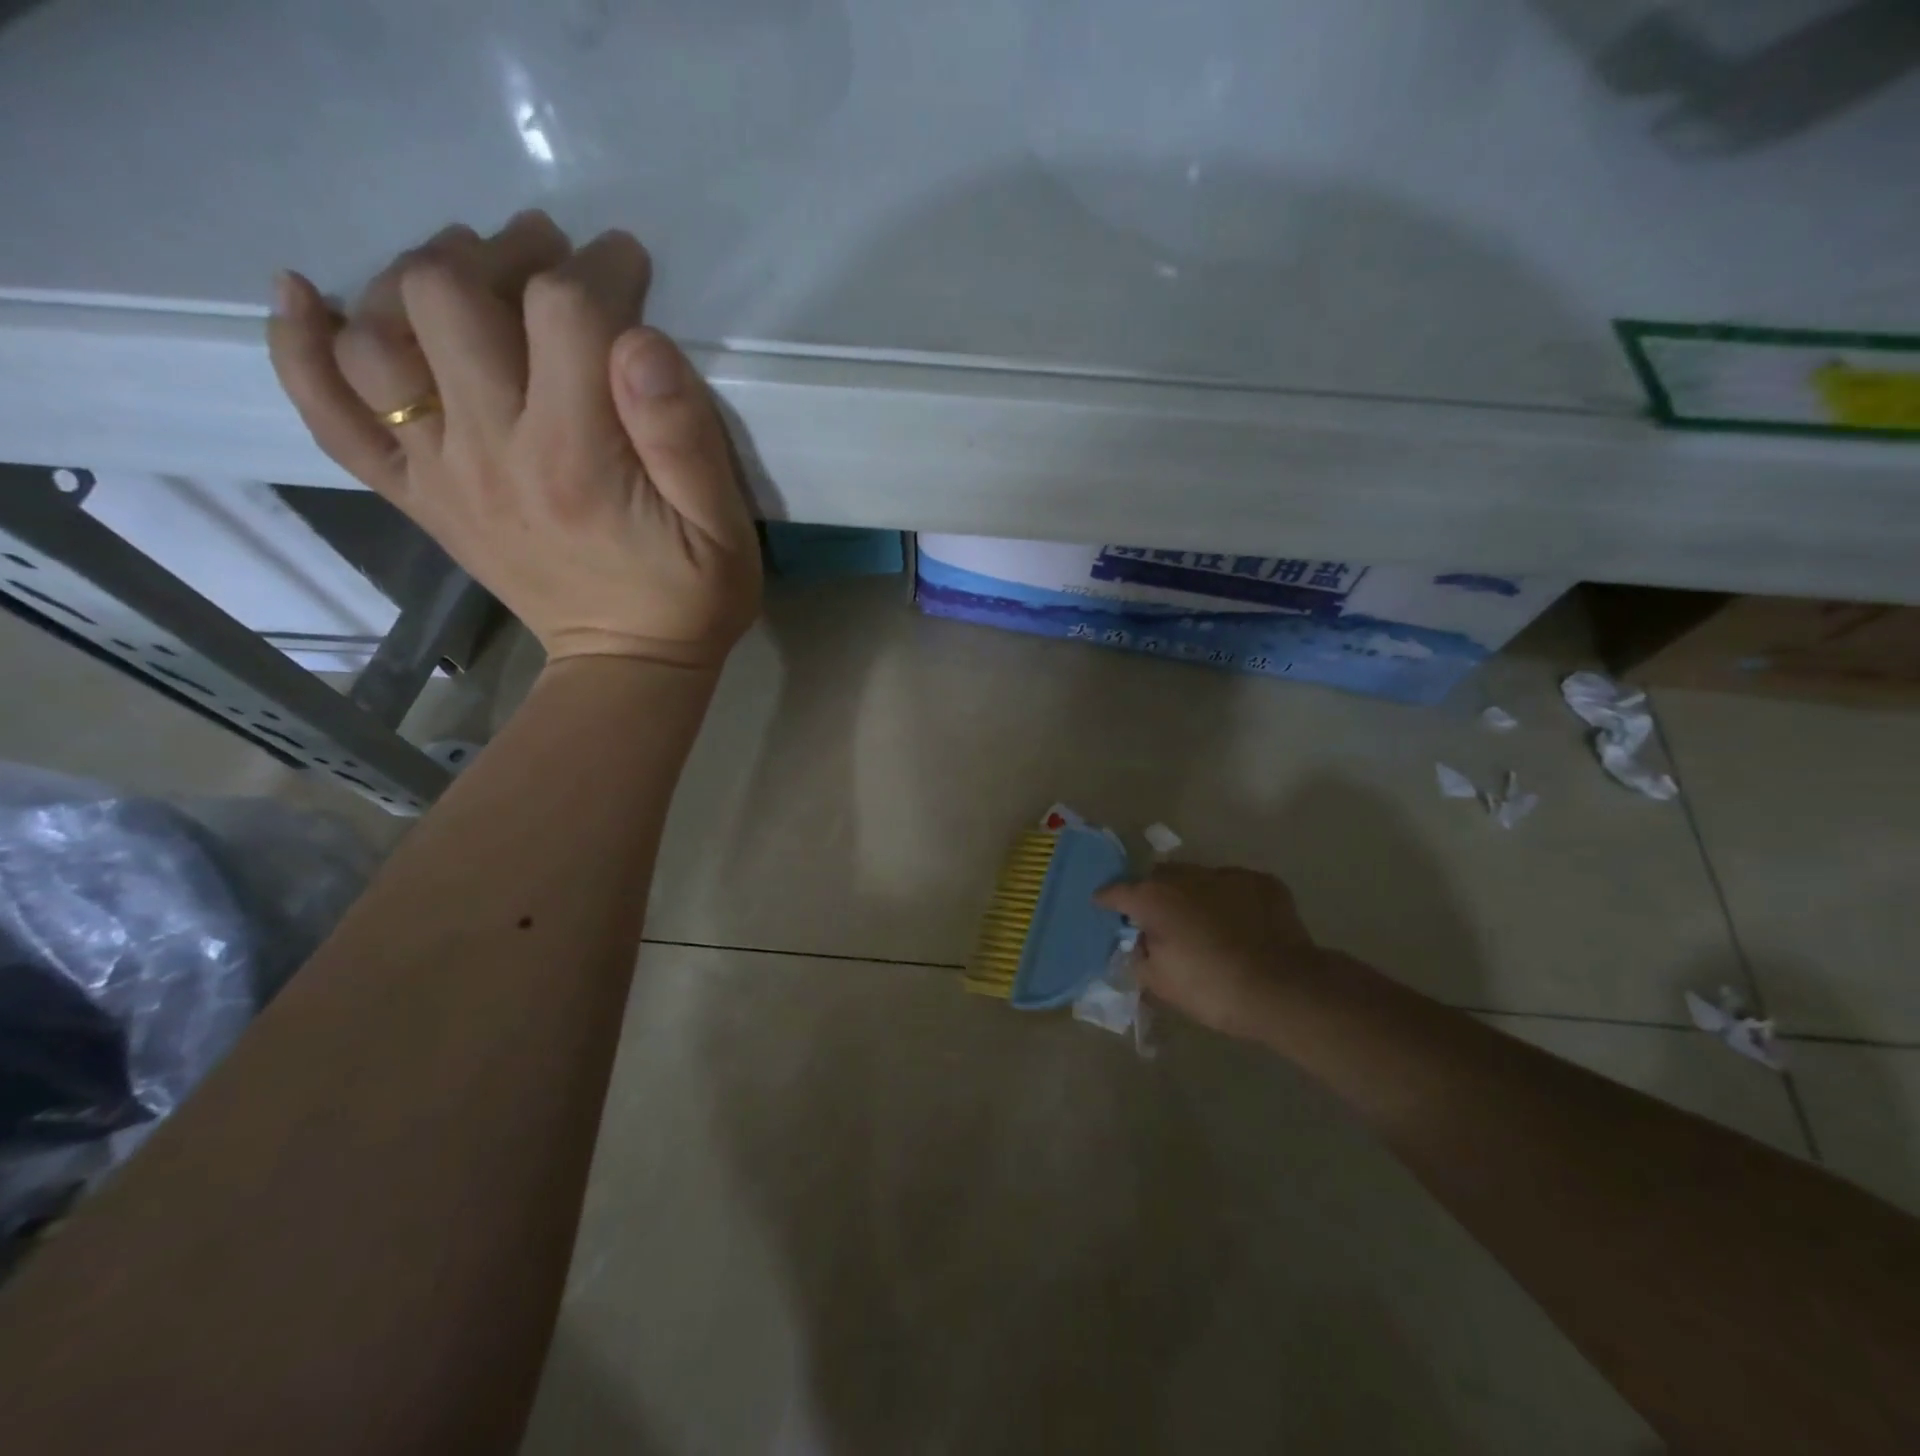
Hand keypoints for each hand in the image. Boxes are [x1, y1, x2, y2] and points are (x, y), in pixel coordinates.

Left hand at [267, 213, 761, 668]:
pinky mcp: (420, 497)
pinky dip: (301, 349)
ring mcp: (442, 475)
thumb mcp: (724, 529)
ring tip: (468, 278)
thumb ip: (686, 438)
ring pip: (377, 334)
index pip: (564, 312)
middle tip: (547, 260)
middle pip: (448, 297)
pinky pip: (330, 417)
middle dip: (500, 254)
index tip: (629, 266)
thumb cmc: (691, 599)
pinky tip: (305, 298)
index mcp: (578, 457)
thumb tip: (641, 341)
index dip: (600, 269)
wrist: (628, 666)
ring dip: (415, 281)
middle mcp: (493, 452)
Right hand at [1097, 864, 1326, 1039]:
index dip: (1107, 899)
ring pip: (1198, 877)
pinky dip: (1228, 899)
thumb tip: (1137, 946)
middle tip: (1158, 919)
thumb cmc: (1212, 988)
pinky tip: (1238, 923)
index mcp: (1154, 898)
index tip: (1102, 905)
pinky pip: (1234, 886)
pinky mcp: (1262, 882)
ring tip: (1201, 921)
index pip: (1117, 891)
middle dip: (1154, 893)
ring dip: (1192, 894)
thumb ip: (1139, 959)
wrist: (1284, 989)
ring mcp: (1227, 875)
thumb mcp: (1161, 984)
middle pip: (1159, 876)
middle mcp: (1186, 876)